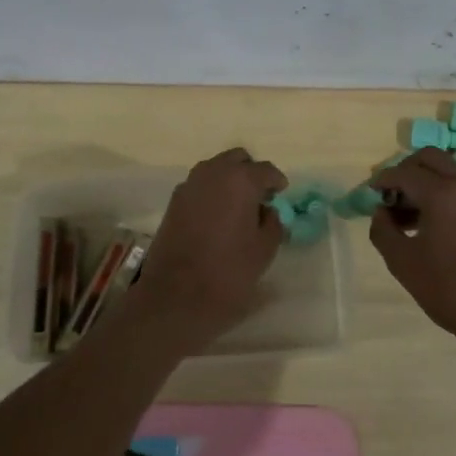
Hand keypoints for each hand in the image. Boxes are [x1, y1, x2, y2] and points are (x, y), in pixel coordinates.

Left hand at [122, 148, 287, 353]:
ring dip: (229, 180)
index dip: (276, 181)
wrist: (175, 296)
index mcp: (240, 180)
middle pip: (237, 159)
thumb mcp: (264, 250)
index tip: (281, 193)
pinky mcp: (173, 201)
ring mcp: (189, 185)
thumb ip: (272, 223)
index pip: (265, 170)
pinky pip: (199, 185)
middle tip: (259, 197)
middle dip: (250, 173)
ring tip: (238, 207)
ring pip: (215, 169)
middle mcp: (213, 173)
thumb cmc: (228, 272)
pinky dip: (212, 192)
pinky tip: (217, 216)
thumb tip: (266, 211)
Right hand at [371, 148, 455, 349]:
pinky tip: (432, 222)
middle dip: (406, 170)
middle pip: (430, 158)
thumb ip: (383, 230)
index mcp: (443, 193)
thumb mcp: (403, 262)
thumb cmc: (448, 290)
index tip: (369, 193)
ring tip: (408, 214)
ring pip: (448, 170)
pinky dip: (444, 191)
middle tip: (391, 196)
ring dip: (426, 180)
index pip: (404, 172)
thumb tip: (380, 213)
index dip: (382, 180)